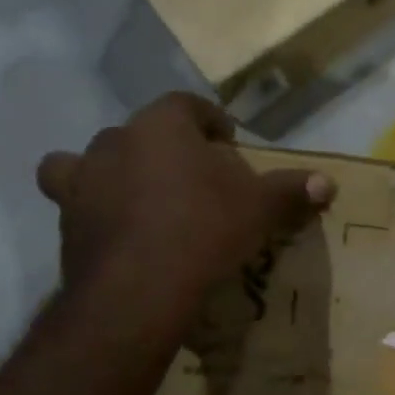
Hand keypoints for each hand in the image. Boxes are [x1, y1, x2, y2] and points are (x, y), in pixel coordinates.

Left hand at [36, 93, 333, 307]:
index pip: (187, 105)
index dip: (210, 120)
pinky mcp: (65, 219)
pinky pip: (76, 201)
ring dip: (116, 171)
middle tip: (193, 178)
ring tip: (141, 198)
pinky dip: (93, 210)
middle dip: (167, 148)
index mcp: (162, 125)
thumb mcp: (260, 209)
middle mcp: (115, 141)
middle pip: (144, 132)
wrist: (138, 289)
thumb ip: (291, 190)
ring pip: (94, 160)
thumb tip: (328, 183)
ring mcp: (83, 179)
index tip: (227, 141)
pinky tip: (117, 232)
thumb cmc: (204, 230)